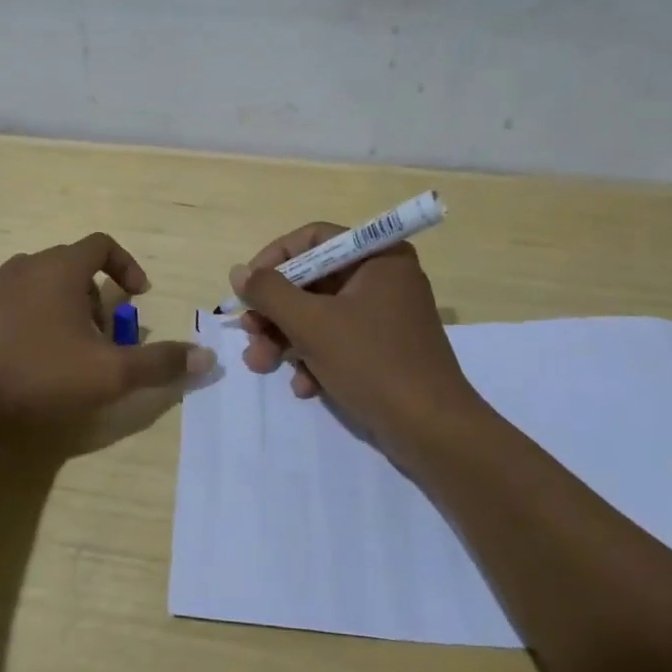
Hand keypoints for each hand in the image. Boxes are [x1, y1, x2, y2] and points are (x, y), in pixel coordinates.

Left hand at [0, 232, 213, 424]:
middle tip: (103, 336)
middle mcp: (26, 266)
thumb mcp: (110, 373)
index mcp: (60, 268)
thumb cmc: (40, 373)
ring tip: (68, 350)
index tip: (136, 296)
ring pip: (40, 285)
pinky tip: (29, 360)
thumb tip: (206, 357)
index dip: (126, 266)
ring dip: (63, 308)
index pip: (102, 244)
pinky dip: (31, 320)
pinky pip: (12, 305)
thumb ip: (159, 363)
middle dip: (95, 297)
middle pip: (72, 266)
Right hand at [231, 223, 477, 446]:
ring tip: (261, 364)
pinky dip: (315, 359)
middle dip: (276, 311)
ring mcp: (385, 315)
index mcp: (378, 257)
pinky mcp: (384, 349)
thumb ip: (270, 292)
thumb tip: (239, 272)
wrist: (432, 432)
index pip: (314, 239)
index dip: (275, 258)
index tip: (247, 286)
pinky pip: (339, 340)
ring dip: (286, 339)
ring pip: (320, 314)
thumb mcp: (312, 324)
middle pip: (313, 280)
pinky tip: (304, 387)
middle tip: (249, 333)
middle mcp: (384, 278)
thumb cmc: (372, 362)